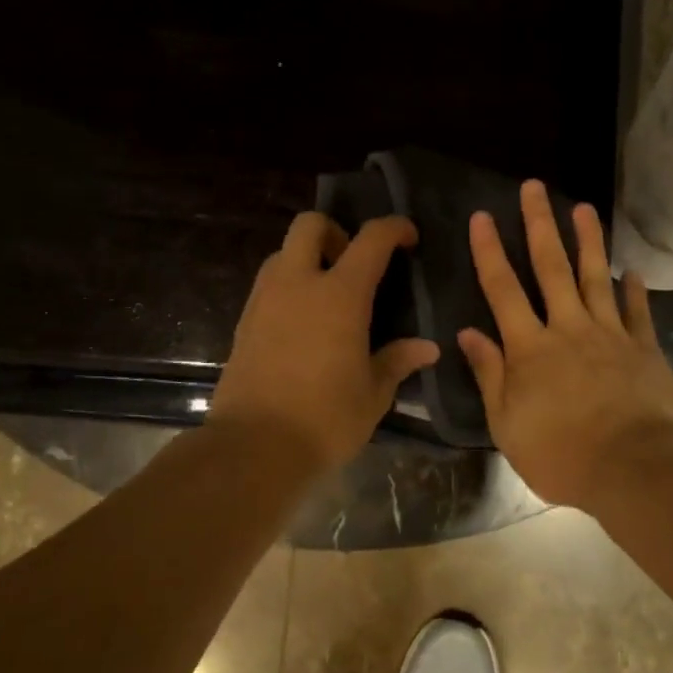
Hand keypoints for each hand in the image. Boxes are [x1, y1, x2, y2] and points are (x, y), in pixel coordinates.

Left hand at [210, 213, 439, 474]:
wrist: (253, 447)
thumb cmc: (325, 418)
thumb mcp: (373, 393)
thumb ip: (398, 361)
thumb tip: (428, 348)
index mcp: (340, 295)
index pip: (371, 240)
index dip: (393, 228)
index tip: (408, 237)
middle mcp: (298, 284)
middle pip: (310, 224)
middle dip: (335, 232)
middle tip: (354, 265)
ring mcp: (265, 300)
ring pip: (283, 251)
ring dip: (308, 258)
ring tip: (328, 295)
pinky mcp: (244, 322)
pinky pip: (268, 283)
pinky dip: (289, 286)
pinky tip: (303, 323)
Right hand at [458, 181, 672, 511]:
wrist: (634, 467)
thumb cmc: (561, 454)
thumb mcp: (507, 424)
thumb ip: (489, 374)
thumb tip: (467, 332)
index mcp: (530, 348)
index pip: (503, 289)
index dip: (490, 251)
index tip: (483, 216)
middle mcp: (568, 328)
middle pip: (551, 268)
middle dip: (540, 224)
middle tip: (534, 187)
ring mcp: (610, 334)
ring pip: (596, 277)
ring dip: (588, 240)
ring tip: (584, 207)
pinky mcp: (643, 348)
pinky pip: (637, 311)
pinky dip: (634, 289)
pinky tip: (632, 271)